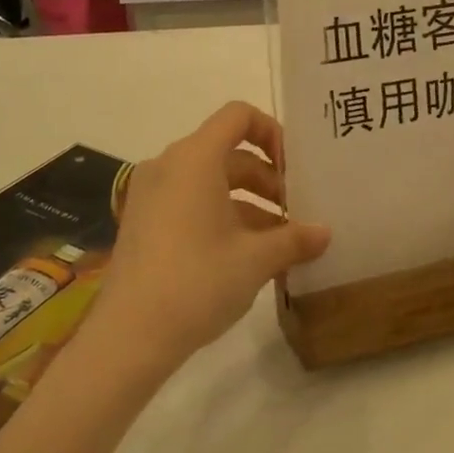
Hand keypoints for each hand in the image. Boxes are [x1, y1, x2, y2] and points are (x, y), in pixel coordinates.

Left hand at [89, 102, 329, 371]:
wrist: (128, 337)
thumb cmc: (197, 282)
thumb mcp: (256, 260)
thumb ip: (294, 239)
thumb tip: (325, 233)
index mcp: (194, 159)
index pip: (238, 115)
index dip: (272, 132)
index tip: (293, 169)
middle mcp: (169, 166)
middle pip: (227, 152)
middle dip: (267, 178)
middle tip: (295, 212)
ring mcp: (151, 195)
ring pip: (210, 182)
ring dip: (248, 203)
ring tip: (279, 241)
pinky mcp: (143, 223)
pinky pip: (189, 203)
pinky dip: (221, 216)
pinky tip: (246, 256)